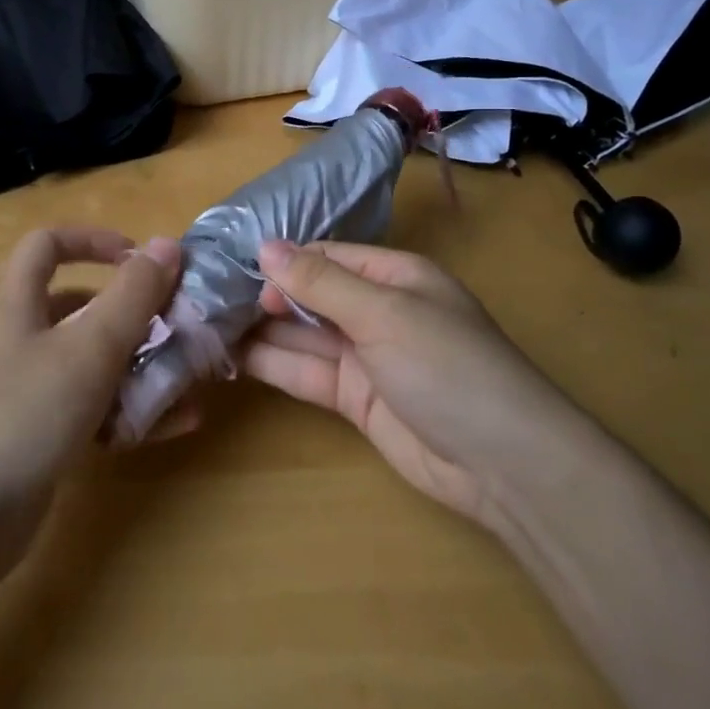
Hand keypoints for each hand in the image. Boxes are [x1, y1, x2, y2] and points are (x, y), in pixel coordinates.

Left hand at [0, 227, 180, 577]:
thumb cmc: (25, 413)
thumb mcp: (89, 347)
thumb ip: (132, 295)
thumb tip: (167, 244)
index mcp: (16, 303)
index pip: (47, 244)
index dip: (93, 240)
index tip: (141, 260)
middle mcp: (16, 339)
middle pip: (78, 306)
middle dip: (132, 313)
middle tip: (177, 326)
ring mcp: (24, 390)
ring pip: (89, 361)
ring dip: (139, 365)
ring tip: (187, 378)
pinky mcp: (36, 435)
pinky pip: (89, 408)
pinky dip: (128, 410)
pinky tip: (173, 426)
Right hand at [242, 240, 567, 529]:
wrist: (501, 462)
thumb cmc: (446, 365)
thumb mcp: (382, 313)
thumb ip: (320, 282)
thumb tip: (264, 246)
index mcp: (394, 276)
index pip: (327, 256)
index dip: (284, 261)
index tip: (238, 270)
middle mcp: (377, 311)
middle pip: (312, 295)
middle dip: (267, 295)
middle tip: (211, 300)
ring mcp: (365, 357)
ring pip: (304, 335)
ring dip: (263, 331)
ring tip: (208, 325)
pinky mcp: (355, 398)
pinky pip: (308, 373)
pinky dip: (275, 365)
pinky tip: (233, 358)